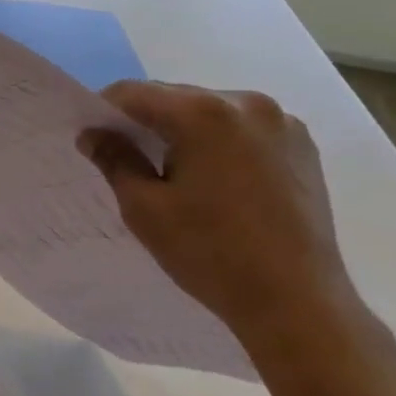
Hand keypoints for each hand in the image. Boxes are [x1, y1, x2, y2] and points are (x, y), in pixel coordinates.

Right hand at [79, 83, 379, 369]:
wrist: (298, 302)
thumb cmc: (211, 253)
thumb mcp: (145, 209)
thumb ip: (114, 160)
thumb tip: (93, 134)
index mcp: (204, 113)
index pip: (135, 93)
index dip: (105, 111)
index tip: (92, 139)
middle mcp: (247, 103)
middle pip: (176, 98)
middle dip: (146, 121)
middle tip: (127, 158)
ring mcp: (282, 122)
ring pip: (211, 111)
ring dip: (184, 130)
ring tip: (174, 172)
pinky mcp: (302, 145)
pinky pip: (244, 128)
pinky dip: (220, 141)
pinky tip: (216, 179)